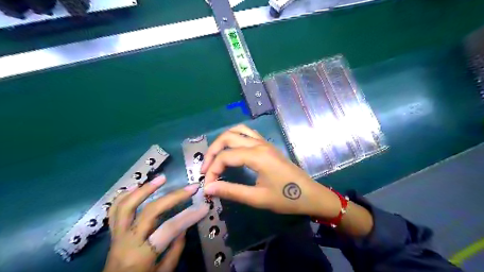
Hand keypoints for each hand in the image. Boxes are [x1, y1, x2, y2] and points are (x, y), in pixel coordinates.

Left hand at [103, 176, 208, 271]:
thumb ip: (174, 251)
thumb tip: (183, 228)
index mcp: (142, 255)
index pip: (170, 229)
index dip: (189, 216)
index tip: (204, 206)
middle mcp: (127, 241)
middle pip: (150, 211)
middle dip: (174, 197)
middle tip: (190, 187)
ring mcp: (117, 235)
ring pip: (127, 205)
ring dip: (145, 189)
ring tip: (161, 178)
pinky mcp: (112, 233)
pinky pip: (114, 211)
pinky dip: (124, 196)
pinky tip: (136, 186)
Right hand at [199, 125, 339, 219]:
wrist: (310, 194)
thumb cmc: (286, 198)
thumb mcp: (257, 198)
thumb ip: (231, 191)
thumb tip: (208, 188)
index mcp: (257, 156)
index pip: (225, 157)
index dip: (212, 170)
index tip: (208, 187)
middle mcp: (259, 144)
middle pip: (228, 137)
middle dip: (213, 151)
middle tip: (206, 168)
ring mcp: (264, 142)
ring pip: (238, 130)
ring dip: (223, 140)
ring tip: (216, 156)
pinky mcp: (267, 145)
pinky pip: (248, 133)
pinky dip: (235, 137)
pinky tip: (232, 150)